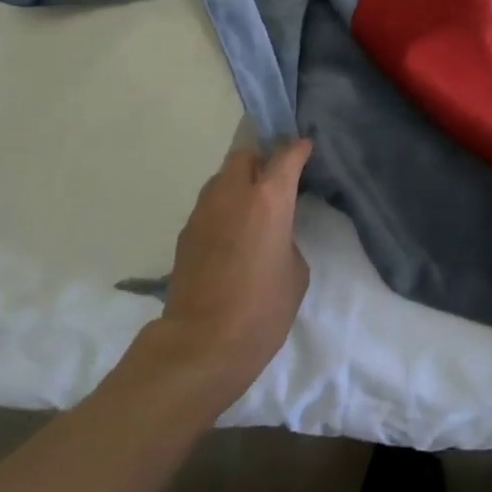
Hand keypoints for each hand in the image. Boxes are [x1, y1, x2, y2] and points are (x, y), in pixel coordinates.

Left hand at [157, 138, 312, 391]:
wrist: (203, 343)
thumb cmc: (263, 309)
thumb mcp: (295, 271)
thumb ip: (286, 238)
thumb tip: (272, 234)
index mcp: (269, 199)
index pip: (285, 156)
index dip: (298, 150)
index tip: (305, 149)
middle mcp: (232, 194)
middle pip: (244, 157)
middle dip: (261, 162)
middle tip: (275, 182)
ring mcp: (203, 211)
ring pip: (221, 180)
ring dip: (238, 185)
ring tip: (252, 211)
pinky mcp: (185, 233)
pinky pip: (209, 206)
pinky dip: (222, 210)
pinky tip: (232, 236)